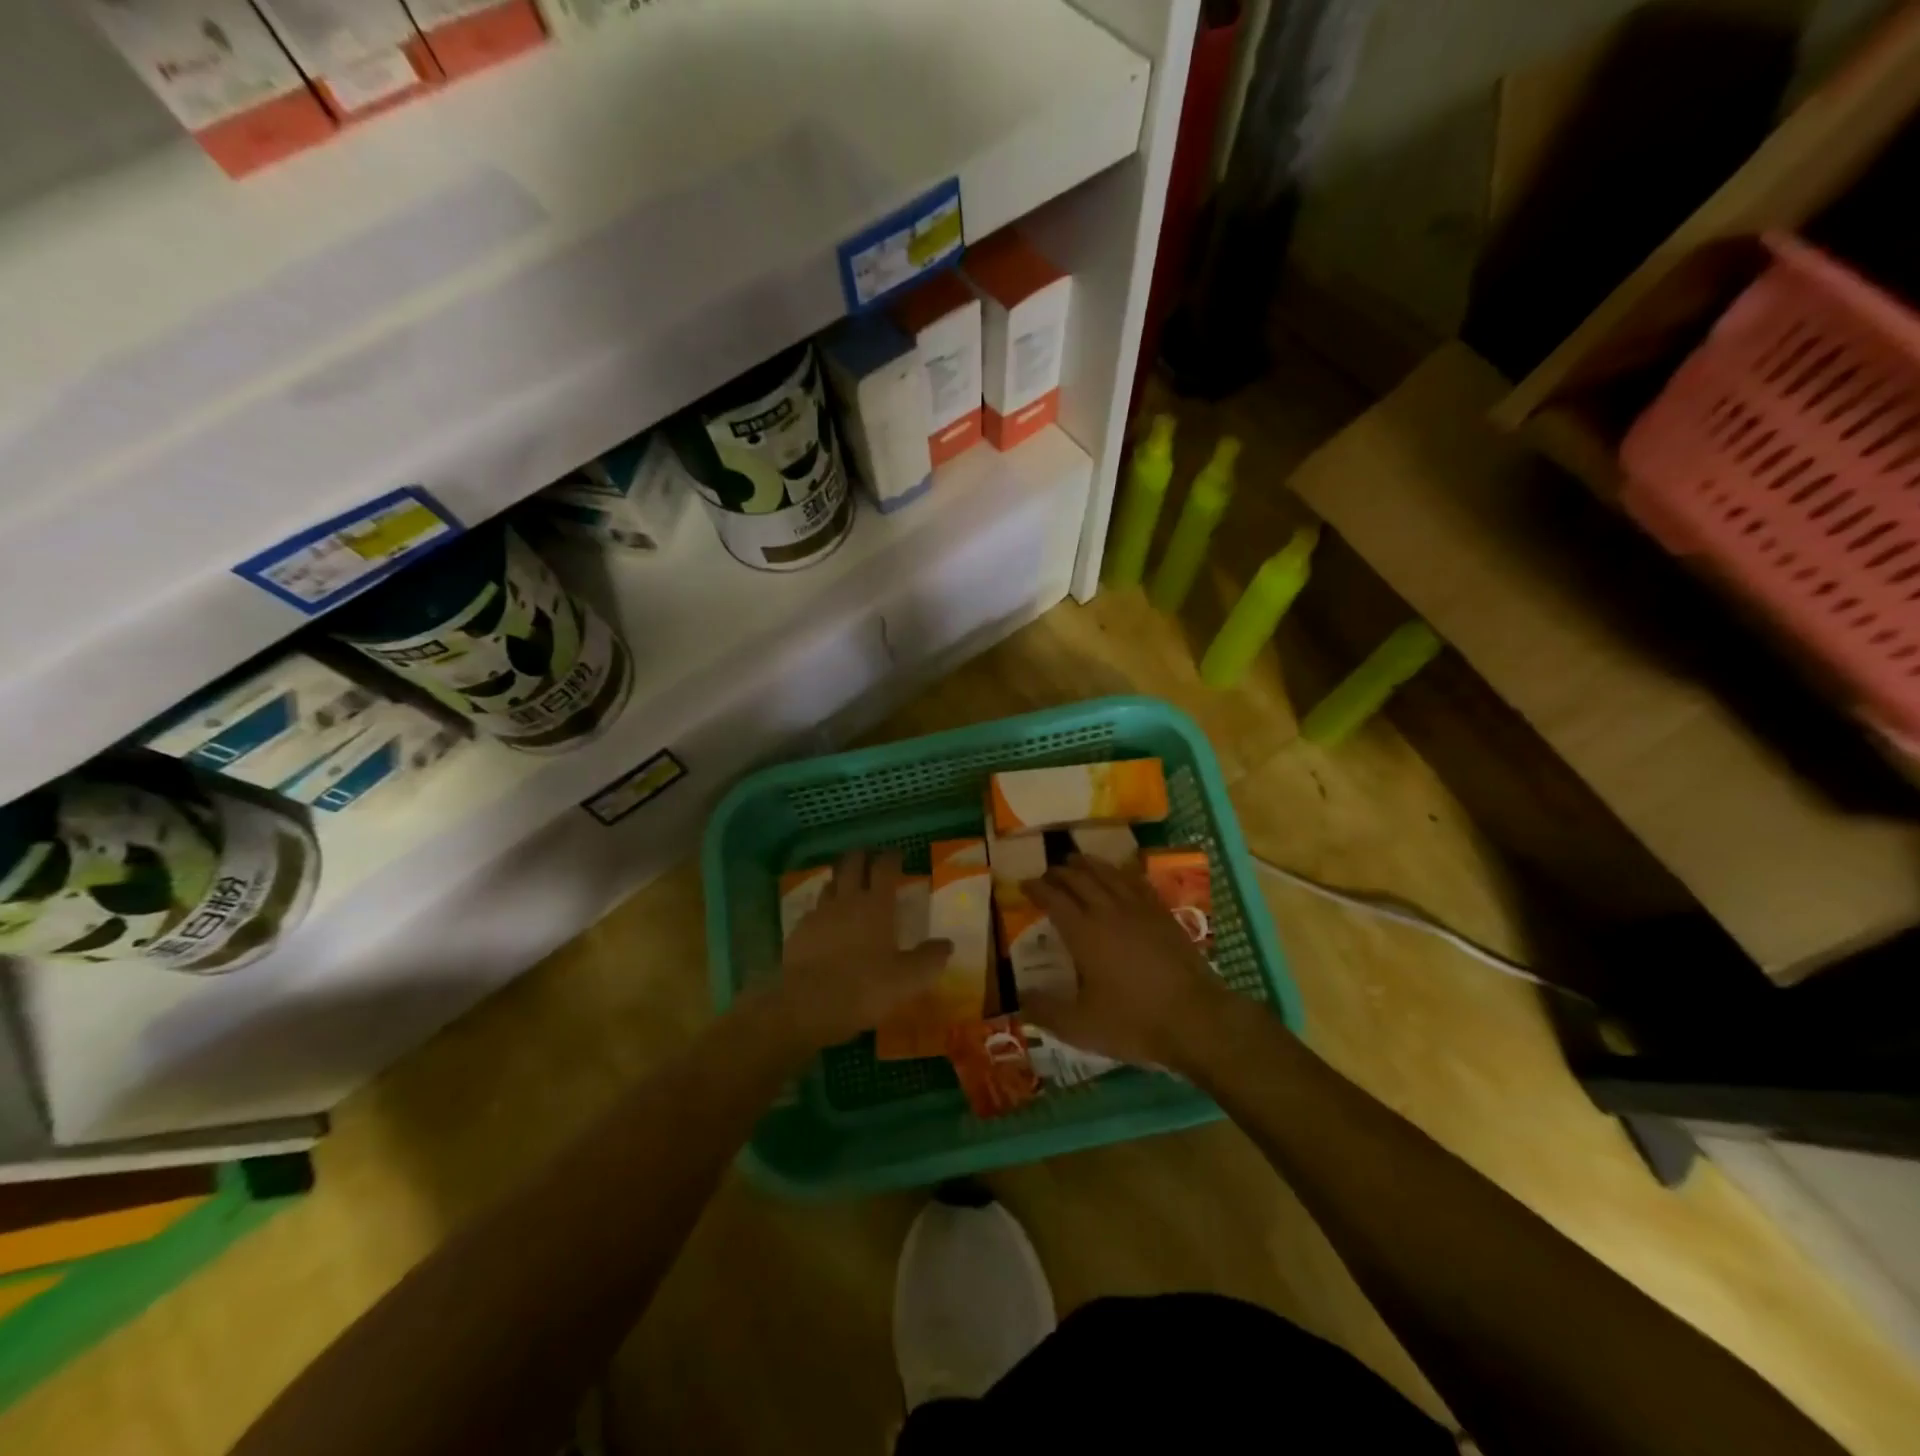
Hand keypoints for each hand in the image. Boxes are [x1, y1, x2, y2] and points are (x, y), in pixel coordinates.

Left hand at [776, 850, 951, 1050]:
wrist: (807, 1005)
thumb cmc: (864, 987)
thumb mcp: (907, 979)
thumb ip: (929, 960)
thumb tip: (947, 944)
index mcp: (876, 906)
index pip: (884, 868)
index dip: (891, 857)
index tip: (897, 854)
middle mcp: (846, 901)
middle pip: (851, 865)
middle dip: (861, 857)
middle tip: (868, 858)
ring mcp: (818, 914)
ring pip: (829, 885)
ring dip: (839, 881)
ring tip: (845, 886)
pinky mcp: (797, 932)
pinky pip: (812, 912)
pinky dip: (821, 911)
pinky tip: (824, 923)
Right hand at [1022, 854, 1238, 1070]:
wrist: (1196, 1019)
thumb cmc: (1134, 1022)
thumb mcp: (1081, 1027)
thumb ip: (1045, 1011)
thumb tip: (1019, 999)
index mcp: (1084, 933)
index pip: (1053, 899)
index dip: (1036, 888)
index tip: (1024, 884)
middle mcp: (1108, 911)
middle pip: (1079, 879)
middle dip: (1059, 872)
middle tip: (1047, 872)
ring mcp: (1139, 909)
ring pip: (1108, 874)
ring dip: (1088, 864)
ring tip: (1077, 860)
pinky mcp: (1163, 914)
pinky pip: (1136, 882)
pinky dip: (1120, 872)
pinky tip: (1119, 875)